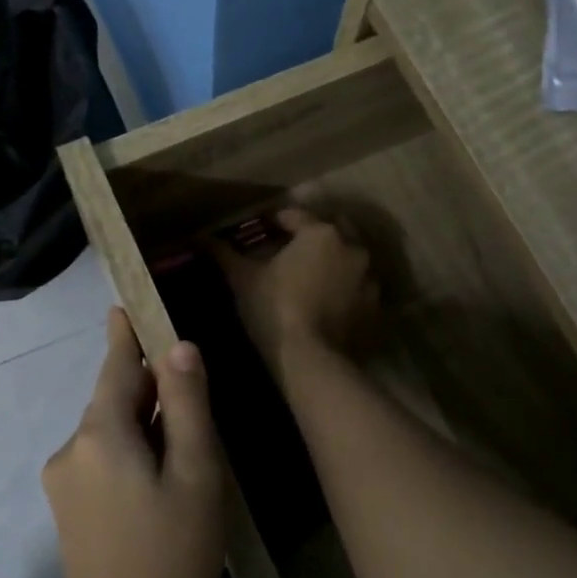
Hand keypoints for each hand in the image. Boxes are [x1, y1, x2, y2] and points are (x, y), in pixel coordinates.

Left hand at [43, 309, 225, 577]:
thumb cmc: (175, 557)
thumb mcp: (196, 474)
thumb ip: (186, 405)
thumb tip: (179, 347)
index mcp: (99, 435)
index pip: (116, 366)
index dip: (126, 334)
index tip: (125, 302)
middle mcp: (70, 450)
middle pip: (112, 398)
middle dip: (147, 385)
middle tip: (188, 382)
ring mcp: (64, 484)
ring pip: (109, 431)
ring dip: (142, 422)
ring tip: (185, 438)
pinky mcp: (68, 513)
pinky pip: (101, 459)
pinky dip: (130, 450)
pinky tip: (160, 475)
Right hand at [218, 206, 378, 377]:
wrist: (312, 362)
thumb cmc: (274, 309)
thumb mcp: (243, 279)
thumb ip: (223, 254)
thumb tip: (201, 237)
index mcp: (321, 233)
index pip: (295, 215)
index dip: (275, 221)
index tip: (260, 231)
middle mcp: (352, 248)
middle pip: (331, 230)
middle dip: (312, 235)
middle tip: (289, 250)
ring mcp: (369, 279)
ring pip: (348, 258)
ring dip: (332, 261)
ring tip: (309, 276)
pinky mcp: (375, 308)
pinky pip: (357, 288)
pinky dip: (344, 288)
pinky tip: (325, 302)